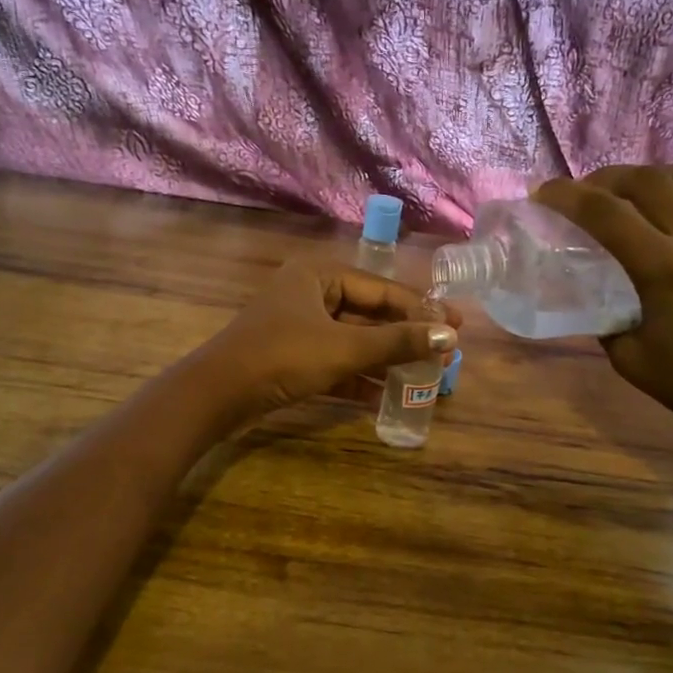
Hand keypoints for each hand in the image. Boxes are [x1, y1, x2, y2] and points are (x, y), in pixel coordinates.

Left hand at [195, 258, 460, 417]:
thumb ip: (396, 342)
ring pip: (352, 340)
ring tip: (422, 376)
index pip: (381, 289)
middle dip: (404, 336)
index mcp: (319, 275)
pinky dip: (357, 376)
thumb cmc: (282, 357)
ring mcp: (298, 327)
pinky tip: (384, 396)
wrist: (217, 395)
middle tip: (442, 352)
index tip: (456, 326)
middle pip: (368, 314)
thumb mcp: (343, 348)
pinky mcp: (290, 357)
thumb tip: (449, 336)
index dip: (421, 309)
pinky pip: (334, 361)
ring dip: (384, 359)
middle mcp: (309, 294)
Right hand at [533, 166, 672, 455]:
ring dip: (663, 176)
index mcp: (664, 269)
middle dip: (609, 179)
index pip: (605, 214)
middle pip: (649, 182)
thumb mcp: (628, 357)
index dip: (567, 196)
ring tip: (644, 188)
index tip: (544, 193)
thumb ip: (607, 318)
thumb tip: (595, 297)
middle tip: (589, 192)